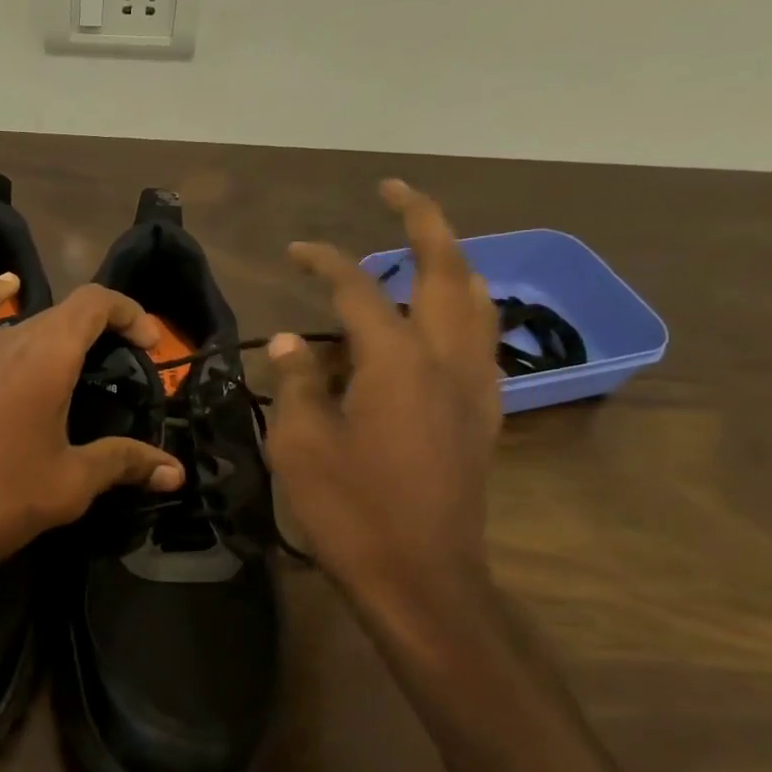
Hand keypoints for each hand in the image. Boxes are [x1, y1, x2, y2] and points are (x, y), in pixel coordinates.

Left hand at [0, 277, 184, 604]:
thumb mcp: (69, 484)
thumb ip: (124, 464)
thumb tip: (176, 473)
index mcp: (46, 356)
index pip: (95, 304)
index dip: (129, 313)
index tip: (149, 344)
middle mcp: (6, 338)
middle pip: (61, 316)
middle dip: (98, 332)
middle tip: (116, 369)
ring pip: (20, 324)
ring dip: (52, 336)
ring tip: (70, 364)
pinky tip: (4, 288)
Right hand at [266, 180, 500, 616]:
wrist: (422, 579)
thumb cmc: (351, 512)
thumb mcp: (300, 444)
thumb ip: (296, 382)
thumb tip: (290, 342)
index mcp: (397, 361)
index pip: (358, 288)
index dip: (325, 261)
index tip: (295, 251)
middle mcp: (447, 359)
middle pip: (447, 269)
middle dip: (423, 220)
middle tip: (395, 192)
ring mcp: (475, 386)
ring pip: (477, 300)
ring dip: (451, 260)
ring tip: (422, 246)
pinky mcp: (482, 415)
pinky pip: (480, 339)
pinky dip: (461, 308)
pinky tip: (437, 319)